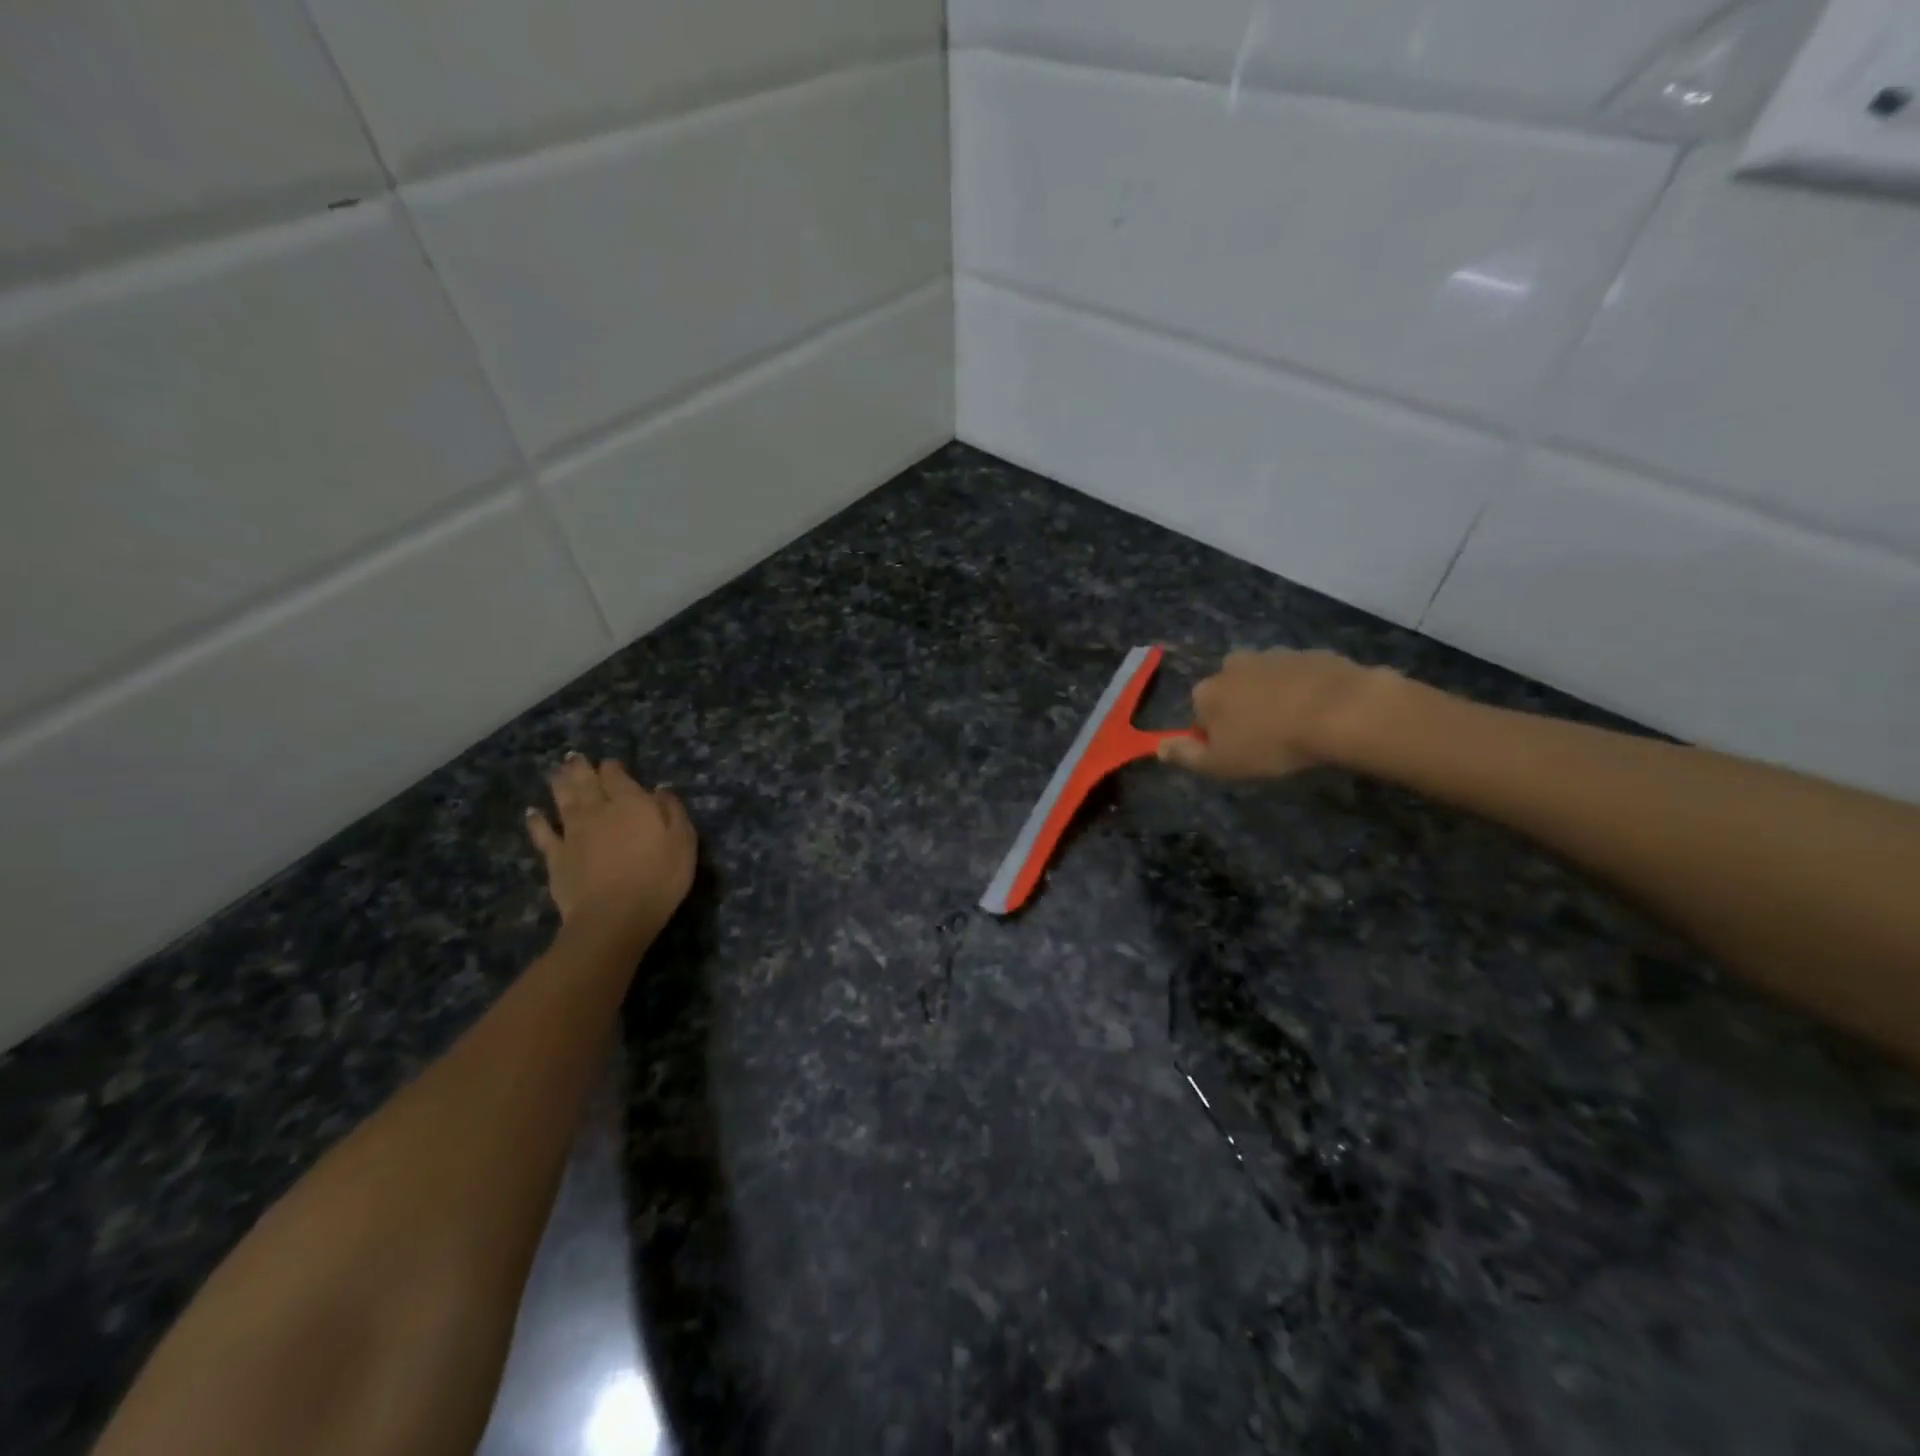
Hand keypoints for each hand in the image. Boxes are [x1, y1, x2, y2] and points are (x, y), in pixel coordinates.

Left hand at [527, 754, 696, 938]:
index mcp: (631, 803)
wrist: (613, 917)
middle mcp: (598, 811)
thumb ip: (672, 811)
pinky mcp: (556, 857)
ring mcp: (573, 833)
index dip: (613, 768)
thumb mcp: (683, 841)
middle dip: (581, 768)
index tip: (612, 764)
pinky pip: (543, 834)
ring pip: (563, 800)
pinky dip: (536, 821)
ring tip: (557, 771)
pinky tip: (532, 812)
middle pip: (586, 783)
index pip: (617, 776)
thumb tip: (659, 789)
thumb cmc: (658, 878)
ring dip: (559, 784)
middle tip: (574, 757)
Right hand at [1159, 649, 1385, 778]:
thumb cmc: (1271, 743)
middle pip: (1230, 690)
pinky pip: (1299, 675)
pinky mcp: (1309, 654)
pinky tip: (1320, 712)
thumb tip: (1158, 748)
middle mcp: (1233, 665)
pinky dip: (1303, 690)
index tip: (1237, 752)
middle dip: (1242, 708)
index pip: (1200, 713)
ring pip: (1264, 680)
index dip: (1216, 734)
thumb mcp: (1221, 763)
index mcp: (1207, 691)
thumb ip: (1186, 756)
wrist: (1339, 711)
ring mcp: (1273, 655)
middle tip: (1266, 738)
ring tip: (1296, 726)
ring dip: (1273, 697)